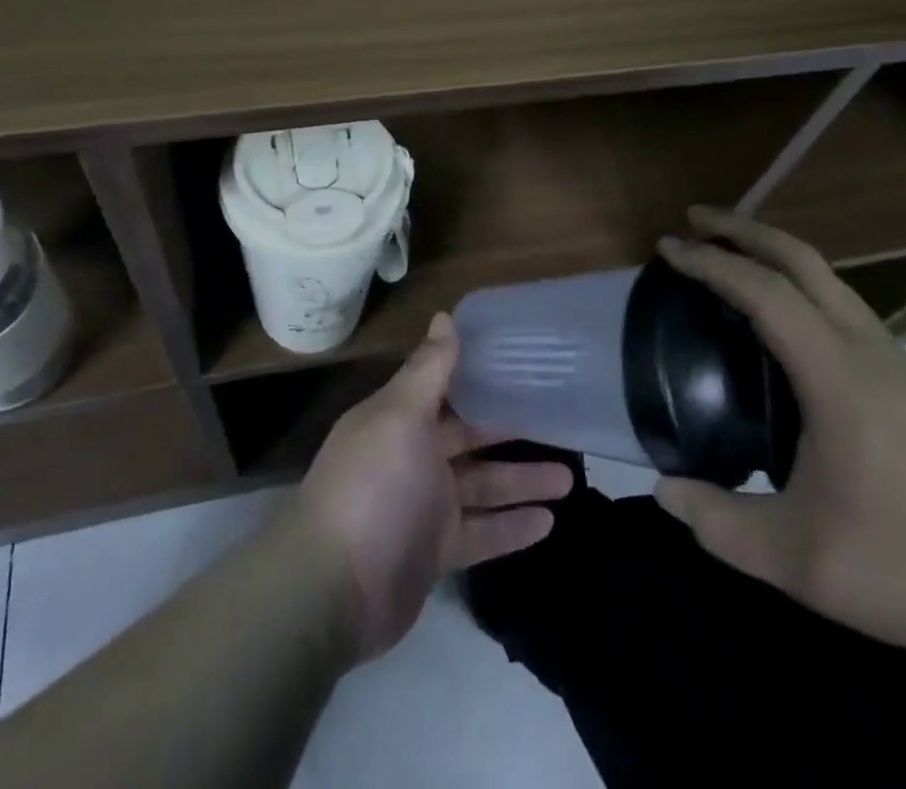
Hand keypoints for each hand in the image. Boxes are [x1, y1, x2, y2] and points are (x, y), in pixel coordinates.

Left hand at [296, 313, 573, 658]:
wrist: (334, 590)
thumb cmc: (373, 486)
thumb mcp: (401, 415)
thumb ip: (429, 368)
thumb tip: (445, 315)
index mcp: (400, 417)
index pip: (447, 386)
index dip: (481, 374)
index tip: (524, 363)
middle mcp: (413, 455)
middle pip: (471, 436)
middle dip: (512, 429)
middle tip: (561, 422)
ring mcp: (425, 506)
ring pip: (484, 485)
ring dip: (522, 480)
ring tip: (571, 478)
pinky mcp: (436, 551)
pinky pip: (482, 532)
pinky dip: (512, 528)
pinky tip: (549, 523)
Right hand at [653, 207, 905, 651]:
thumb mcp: (798, 562)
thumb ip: (719, 524)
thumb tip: (663, 490)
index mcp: (838, 377)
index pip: (765, 292)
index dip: (711, 263)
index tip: (667, 248)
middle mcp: (867, 349)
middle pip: (801, 260)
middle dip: (743, 229)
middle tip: (693, 219)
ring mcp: (894, 358)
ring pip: (826, 276)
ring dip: (772, 252)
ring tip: (727, 256)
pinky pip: (840, 302)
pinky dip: (797, 281)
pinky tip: (778, 316)